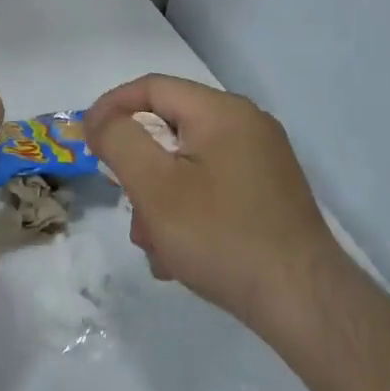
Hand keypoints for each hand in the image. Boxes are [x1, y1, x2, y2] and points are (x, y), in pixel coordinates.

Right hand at [87, 75, 338, 328]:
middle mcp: (247, 126)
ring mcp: (262, 162)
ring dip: (159, 200)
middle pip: (169, 129)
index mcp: (223, 112)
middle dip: (138, 169)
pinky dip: (187, 212)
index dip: (110, 108)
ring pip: (187, 165)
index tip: (86, 142)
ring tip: (154, 245)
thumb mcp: (155, 185)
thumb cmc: (220, 236)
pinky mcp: (268, 195)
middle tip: (125, 204)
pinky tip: (180, 256)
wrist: (303, 303)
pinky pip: (211, 188)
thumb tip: (101, 120)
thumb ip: (119, 140)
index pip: (152, 87)